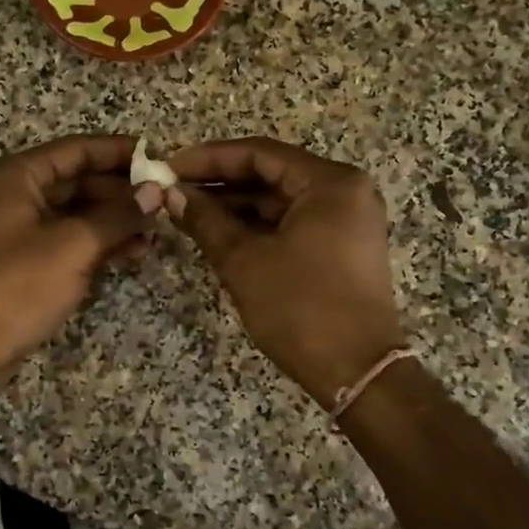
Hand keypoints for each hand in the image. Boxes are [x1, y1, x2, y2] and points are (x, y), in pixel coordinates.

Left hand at [0, 135, 162, 377]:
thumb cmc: (16, 287)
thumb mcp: (73, 246)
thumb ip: (118, 215)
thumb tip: (156, 193)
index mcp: (17, 176)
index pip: (77, 150)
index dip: (119, 152)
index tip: (159, 158)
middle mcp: (15, 194)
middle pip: (78, 179)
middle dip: (121, 191)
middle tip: (165, 200)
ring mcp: (19, 228)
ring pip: (77, 212)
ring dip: (115, 219)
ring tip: (156, 232)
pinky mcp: (26, 259)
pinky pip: (69, 238)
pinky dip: (99, 242)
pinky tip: (133, 252)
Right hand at [167, 138, 405, 408]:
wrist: (358, 373)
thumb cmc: (301, 308)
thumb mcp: (245, 261)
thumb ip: (206, 220)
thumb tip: (171, 194)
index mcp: (330, 183)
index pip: (260, 154)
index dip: (210, 158)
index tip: (170, 167)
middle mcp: (345, 192)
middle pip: (271, 174)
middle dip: (220, 183)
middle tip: (173, 190)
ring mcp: (346, 220)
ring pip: (279, 201)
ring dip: (235, 206)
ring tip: (186, 211)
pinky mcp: (341, 247)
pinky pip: (292, 222)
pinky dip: (256, 226)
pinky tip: (218, 231)